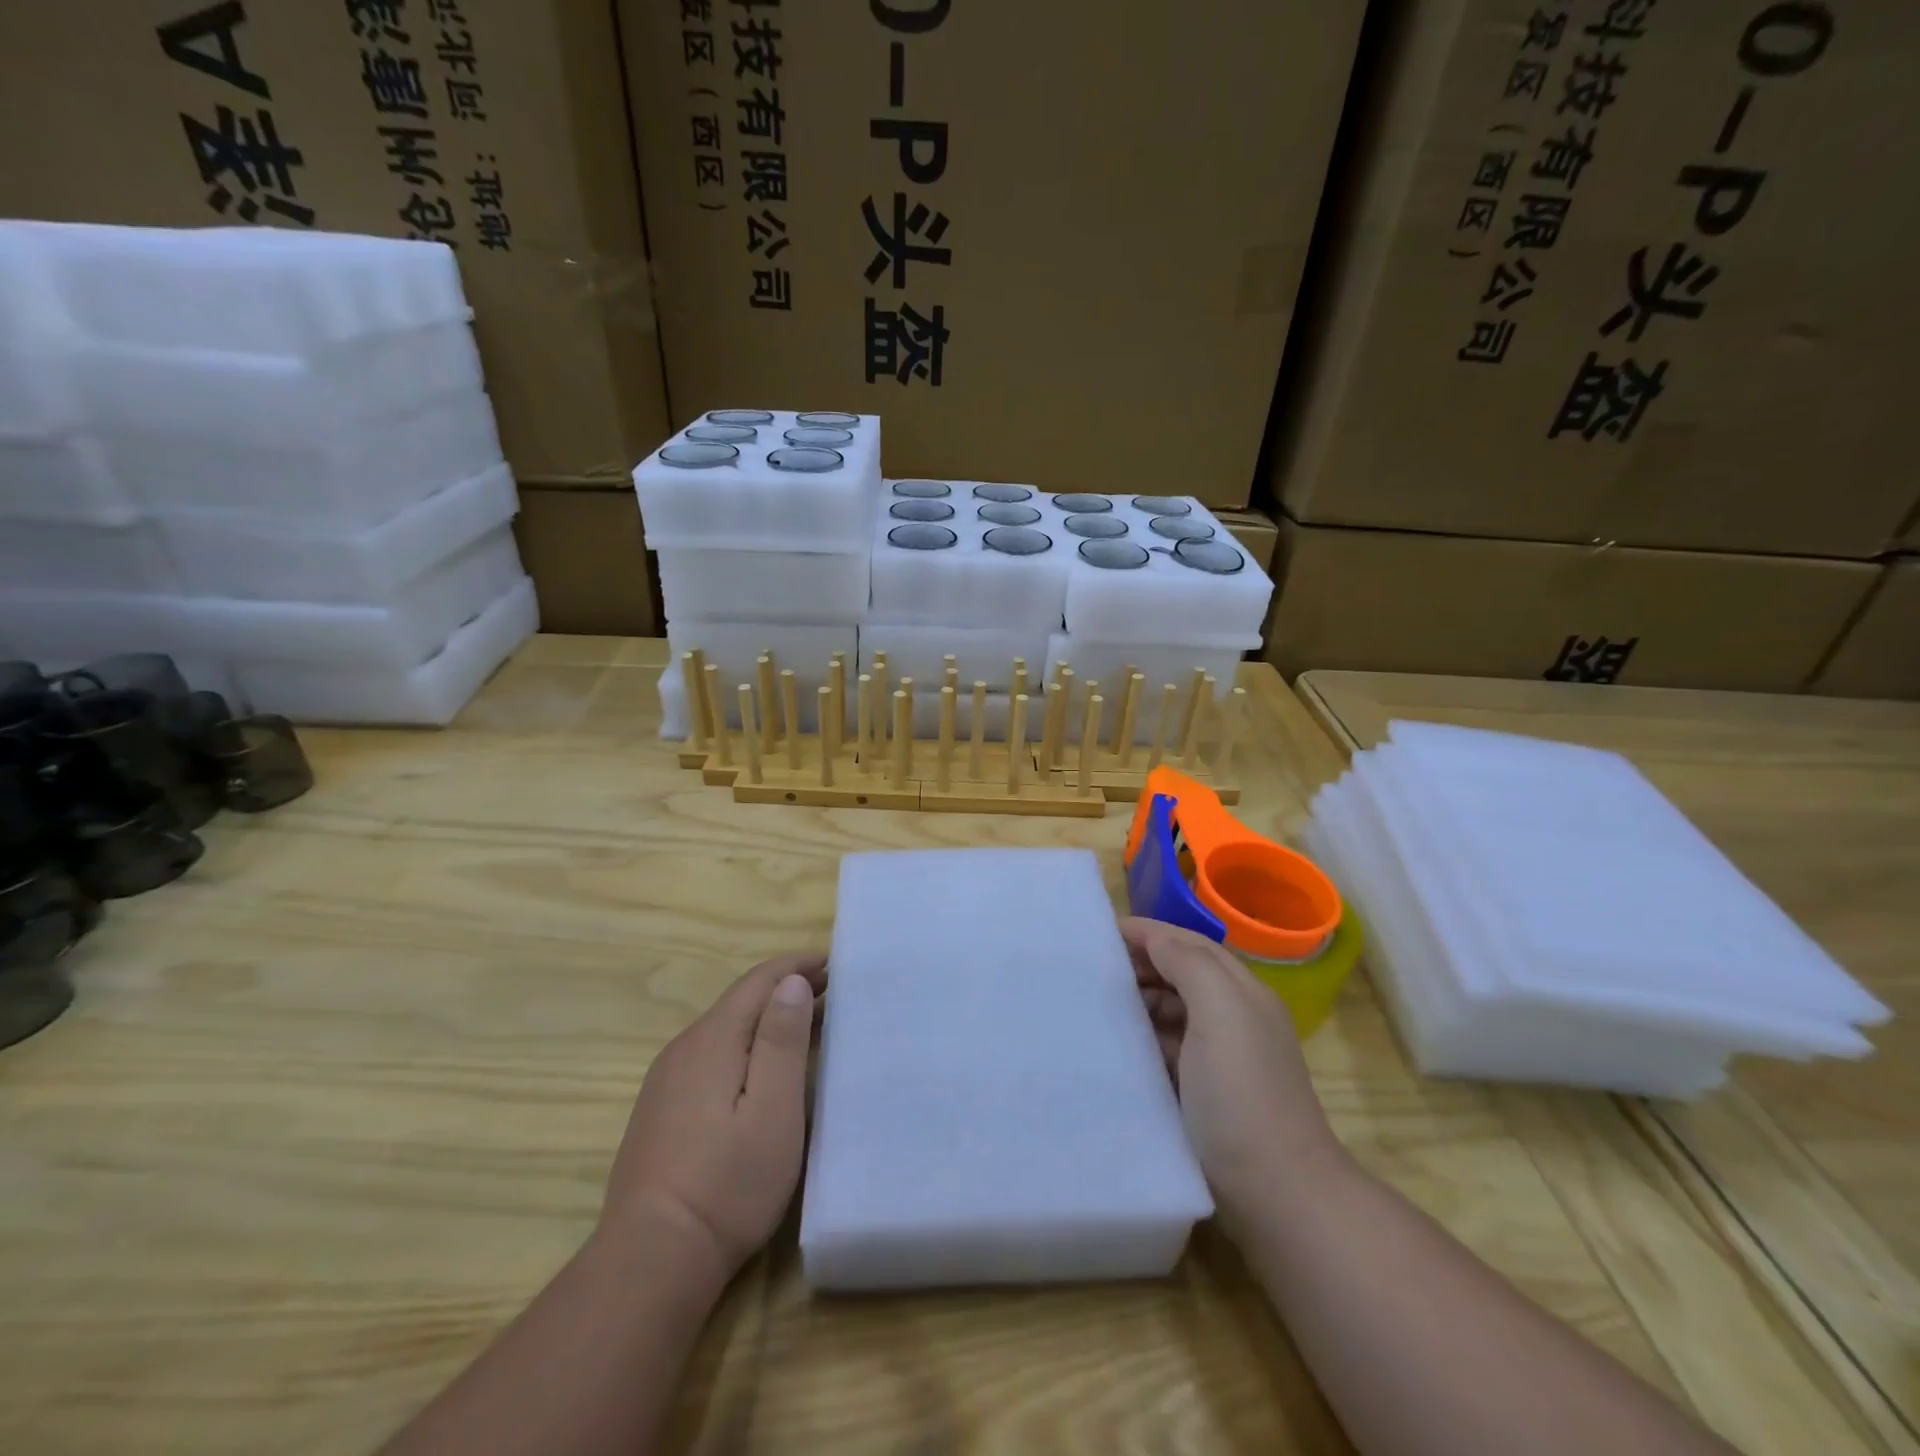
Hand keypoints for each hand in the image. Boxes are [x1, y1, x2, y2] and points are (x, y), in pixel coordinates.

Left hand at [602, 952, 826, 1281]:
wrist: (651, 1258)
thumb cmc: (728, 1182)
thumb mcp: (773, 1109)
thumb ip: (782, 1040)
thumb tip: (791, 982)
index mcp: (712, 1039)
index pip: (759, 981)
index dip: (796, 966)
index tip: (833, 962)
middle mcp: (684, 1048)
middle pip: (740, 1001)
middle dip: (785, 988)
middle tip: (831, 990)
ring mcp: (666, 1080)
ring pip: (724, 1028)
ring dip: (766, 1017)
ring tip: (806, 1023)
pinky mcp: (660, 1109)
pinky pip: (710, 1055)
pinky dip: (745, 1044)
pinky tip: (760, 1068)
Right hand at [1122, 917, 1346, 1231]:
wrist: (1277, 1193)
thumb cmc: (1242, 1093)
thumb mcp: (1220, 1012)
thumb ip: (1189, 964)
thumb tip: (1156, 941)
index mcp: (1242, 992)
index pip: (1189, 944)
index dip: (1148, 933)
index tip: (1100, 934)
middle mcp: (1235, 1017)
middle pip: (1181, 974)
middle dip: (1141, 965)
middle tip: (1093, 971)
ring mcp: (1222, 1058)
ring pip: (1172, 1011)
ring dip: (1140, 1002)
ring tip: (1099, 1006)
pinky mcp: (1206, 1093)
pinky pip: (1168, 1048)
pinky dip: (1145, 1039)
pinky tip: (1120, 1047)